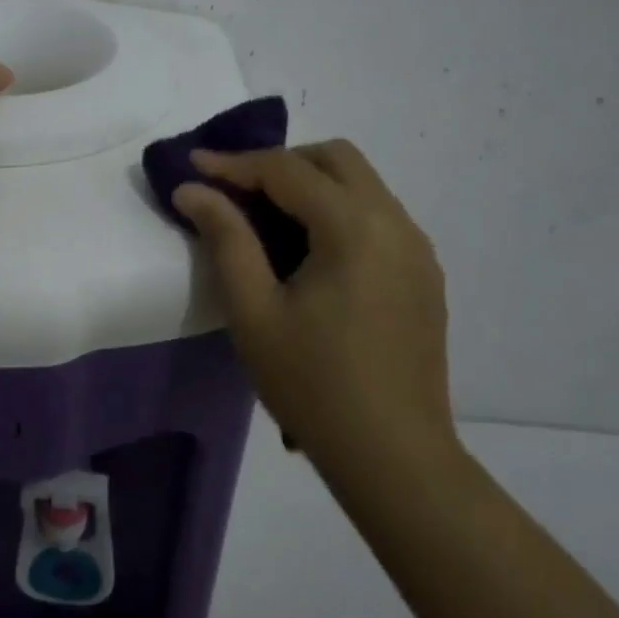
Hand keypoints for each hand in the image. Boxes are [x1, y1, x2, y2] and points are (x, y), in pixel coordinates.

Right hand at [173, 140, 453, 453]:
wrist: (396, 459)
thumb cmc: (314, 386)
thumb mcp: (254, 312)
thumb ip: (225, 239)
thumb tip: (193, 190)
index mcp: (354, 226)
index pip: (287, 169)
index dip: (235, 163)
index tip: (193, 164)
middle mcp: (395, 222)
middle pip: (335, 158)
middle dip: (281, 162)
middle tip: (237, 190)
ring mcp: (418, 247)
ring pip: (362, 183)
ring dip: (312, 184)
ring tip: (268, 218)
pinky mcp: (425, 273)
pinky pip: (378, 216)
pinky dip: (339, 211)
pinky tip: (313, 252)